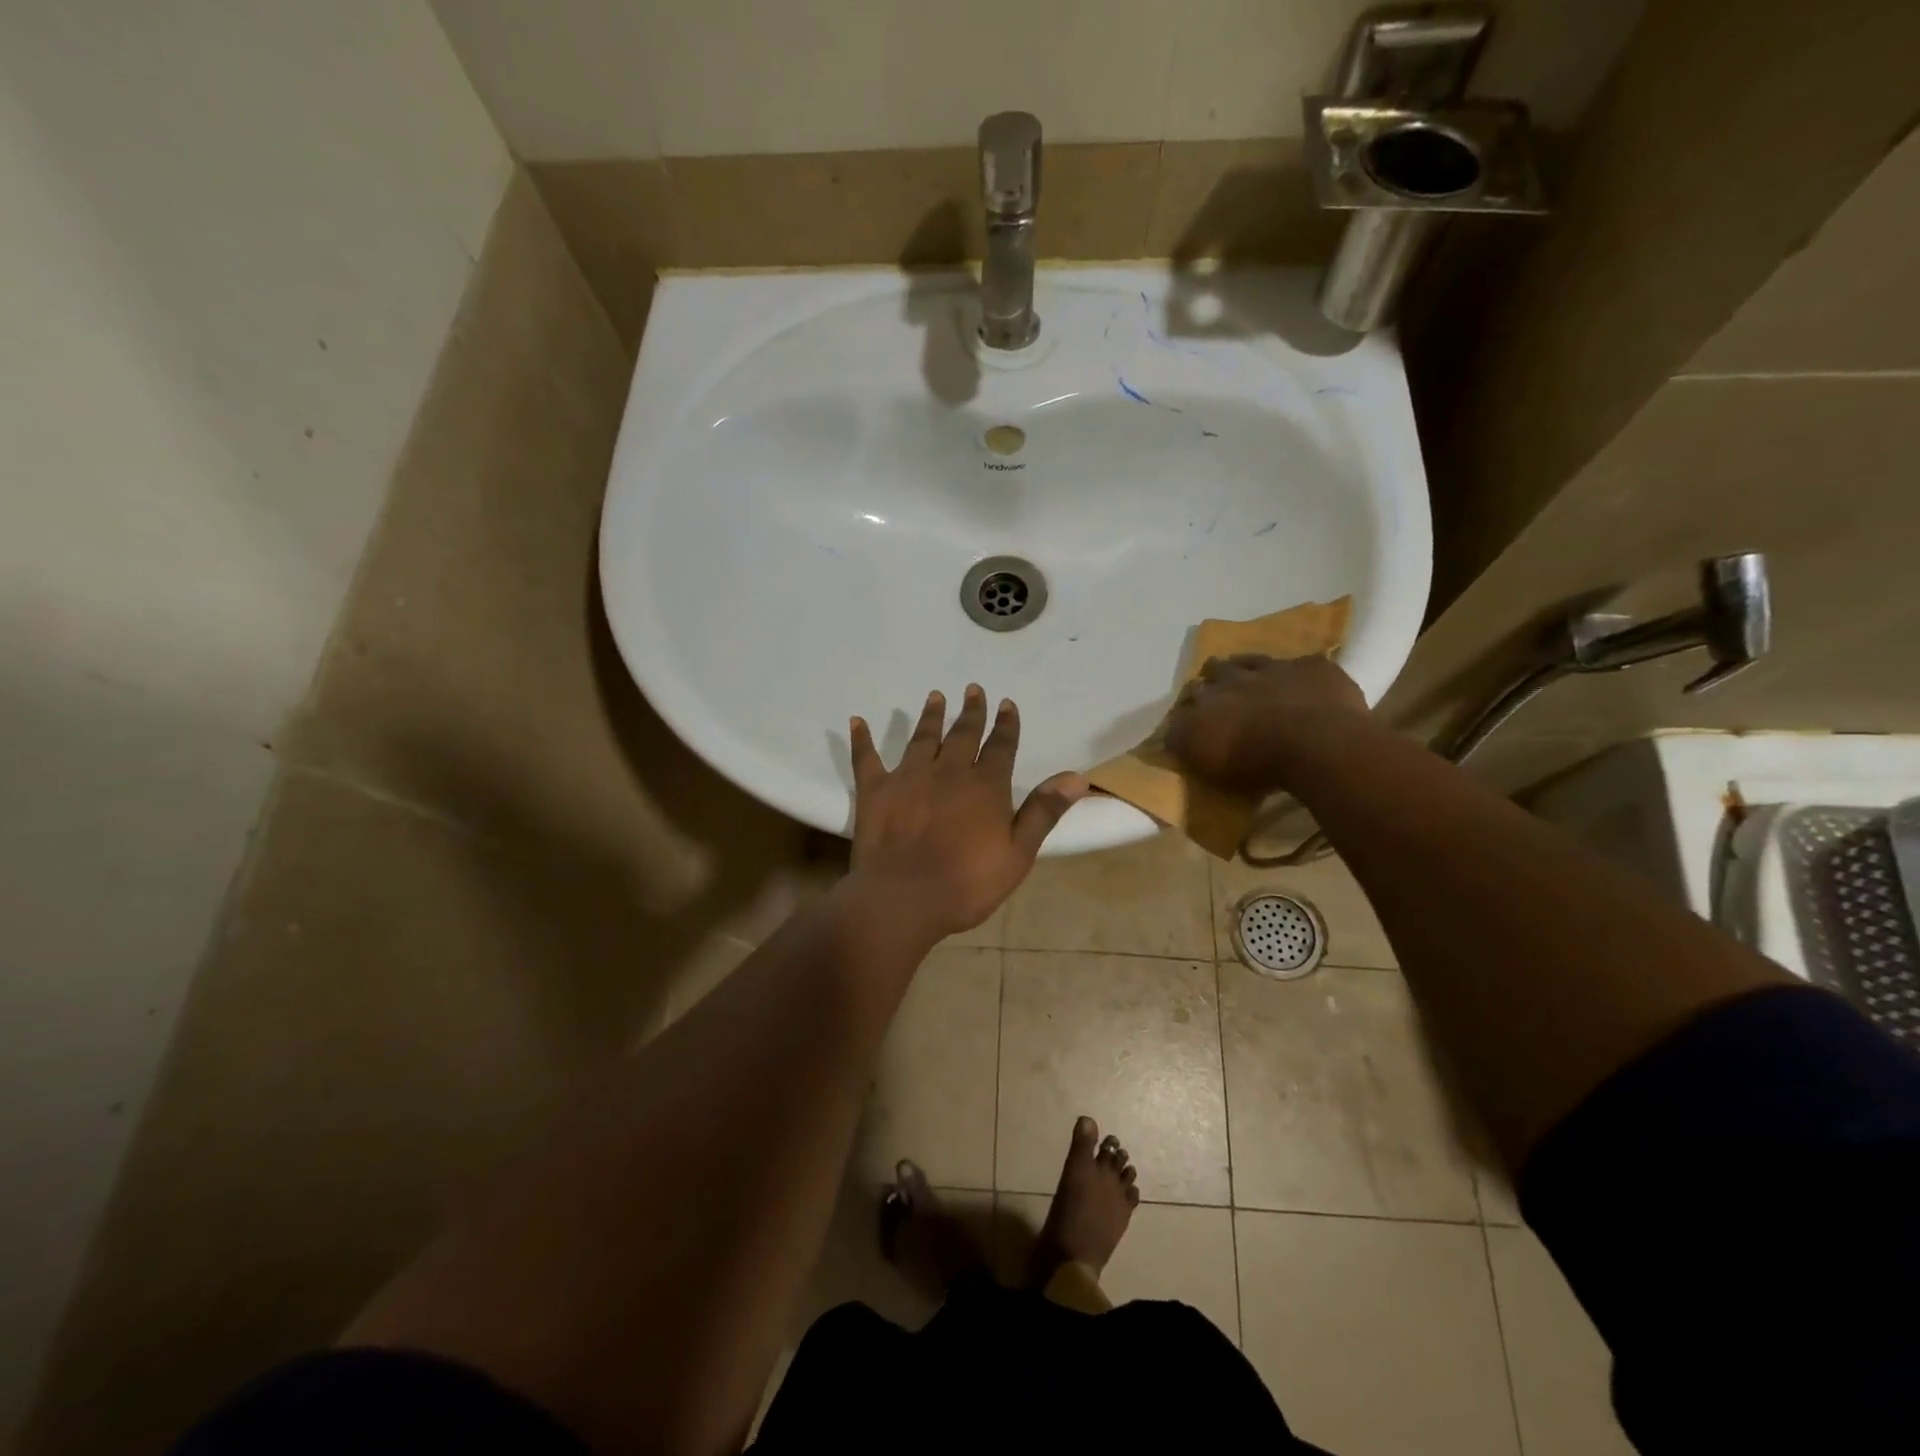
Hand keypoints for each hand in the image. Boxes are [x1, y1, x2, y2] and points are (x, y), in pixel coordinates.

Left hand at [848, 685, 1088, 941]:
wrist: (904, 898)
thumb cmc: (966, 883)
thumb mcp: (1017, 853)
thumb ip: (1043, 812)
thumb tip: (1076, 777)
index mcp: (985, 786)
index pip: (1001, 746)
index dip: (1006, 725)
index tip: (1007, 704)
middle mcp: (948, 772)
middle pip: (963, 734)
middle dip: (970, 712)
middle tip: (972, 690)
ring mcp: (909, 777)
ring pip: (922, 738)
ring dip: (930, 717)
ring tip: (935, 696)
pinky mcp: (875, 790)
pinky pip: (867, 758)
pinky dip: (862, 739)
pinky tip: (857, 722)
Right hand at [1166, 653, 1370, 792]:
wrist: (1315, 742)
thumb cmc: (1256, 763)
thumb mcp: (1208, 765)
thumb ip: (1187, 744)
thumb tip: (1172, 736)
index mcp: (1204, 705)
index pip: (1185, 703)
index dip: (1187, 710)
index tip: (1190, 721)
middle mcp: (1232, 680)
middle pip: (1214, 670)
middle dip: (1212, 679)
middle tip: (1218, 692)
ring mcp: (1273, 669)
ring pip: (1250, 660)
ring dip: (1245, 666)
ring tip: (1248, 676)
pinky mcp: (1311, 667)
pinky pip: (1299, 665)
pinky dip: (1296, 673)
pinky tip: (1301, 684)